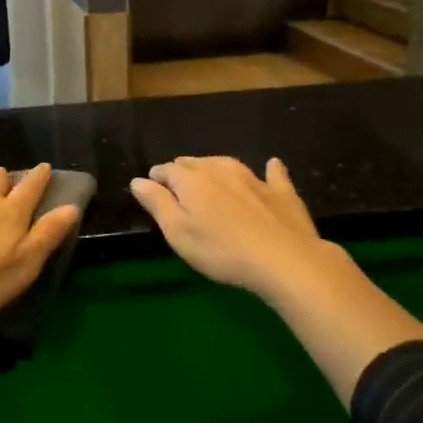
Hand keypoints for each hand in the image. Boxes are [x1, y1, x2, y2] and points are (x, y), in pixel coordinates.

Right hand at [130, 156, 350, 304]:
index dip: (157, 178)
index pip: (167, 170)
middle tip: (178, 187)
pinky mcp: (281, 191)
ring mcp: (253, 177)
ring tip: (209, 175)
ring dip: (215, 168)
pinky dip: (269, 169)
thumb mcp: (178, 232)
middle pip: (195, 163)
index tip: (152, 189)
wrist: (285, 259)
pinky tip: (272, 165)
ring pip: (227, 163)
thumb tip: (138, 180)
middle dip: (183, 171)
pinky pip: (273, 173)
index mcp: (191, 180)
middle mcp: (220, 170)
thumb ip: (157, 204)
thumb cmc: (222, 251)